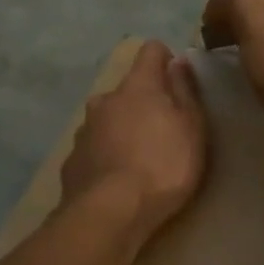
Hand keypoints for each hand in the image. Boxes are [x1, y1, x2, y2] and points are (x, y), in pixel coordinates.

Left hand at [60, 40, 207, 247]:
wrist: (110, 212)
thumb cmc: (163, 166)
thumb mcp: (191, 128)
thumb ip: (185, 91)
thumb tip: (178, 61)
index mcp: (137, 86)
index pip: (150, 51)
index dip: (165, 60)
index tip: (177, 81)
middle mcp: (105, 99)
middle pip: (128, 89)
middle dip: (143, 102)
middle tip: (162, 131)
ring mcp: (84, 129)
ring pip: (107, 118)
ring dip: (122, 128)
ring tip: (138, 158)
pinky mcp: (72, 159)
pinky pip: (94, 147)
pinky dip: (106, 154)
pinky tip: (116, 177)